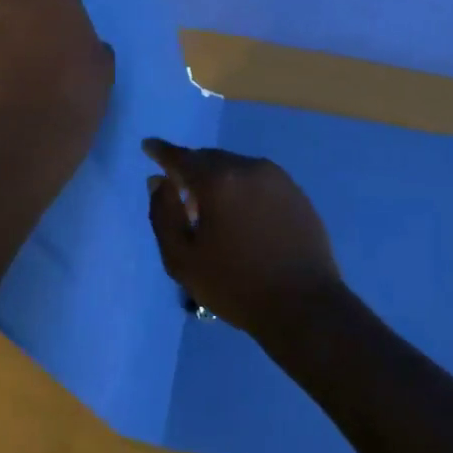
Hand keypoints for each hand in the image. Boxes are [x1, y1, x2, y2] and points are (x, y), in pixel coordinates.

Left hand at [0, 0, 112, 154]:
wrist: (30, 134)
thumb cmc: (77, 89)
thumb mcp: (102, 62)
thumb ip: (87, 41)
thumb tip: (77, 46)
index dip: (64, 4)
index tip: (72, 27)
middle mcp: (10, 1)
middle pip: (23, 2)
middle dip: (33, 18)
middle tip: (51, 48)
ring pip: (2, 28)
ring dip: (13, 42)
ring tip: (30, 74)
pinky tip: (14, 91)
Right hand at [143, 139, 343, 339]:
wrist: (304, 305)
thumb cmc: (236, 285)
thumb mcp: (182, 259)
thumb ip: (164, 214)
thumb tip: (159, 181)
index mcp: (218, 180)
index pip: (181, 157)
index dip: (162, 152)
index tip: (149, 146)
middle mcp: (248, 167)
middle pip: (209, 159)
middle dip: (191, 170)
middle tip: (180, 195)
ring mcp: (277, 178)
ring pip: (235, 168)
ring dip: (218, 180)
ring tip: (212, 212)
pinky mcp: (296, 192)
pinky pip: (258, 181)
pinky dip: (242, 189)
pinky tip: (242, 218)